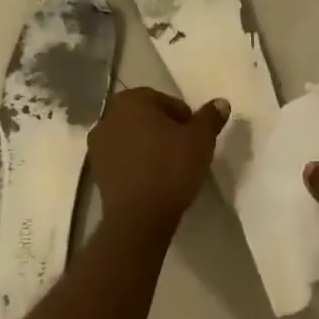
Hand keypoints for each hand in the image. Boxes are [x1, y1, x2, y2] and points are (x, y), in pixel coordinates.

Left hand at [89, 87, 228, 232]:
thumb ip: (210, 117)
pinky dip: (137, 164)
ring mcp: (98, 145)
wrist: (138, 219)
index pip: (166, 101)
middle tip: (185, 151)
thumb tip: (221, 102)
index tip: (195, 138)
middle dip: (165, 130)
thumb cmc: (170, 168)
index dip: (185, 119)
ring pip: (133, 138)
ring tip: (170, 167)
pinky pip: (123, 159)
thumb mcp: (200, 139)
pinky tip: (153, 180)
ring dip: (149, 147)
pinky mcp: (96, 172)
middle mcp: (109, 116)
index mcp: (131, 100)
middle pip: (146, 117)